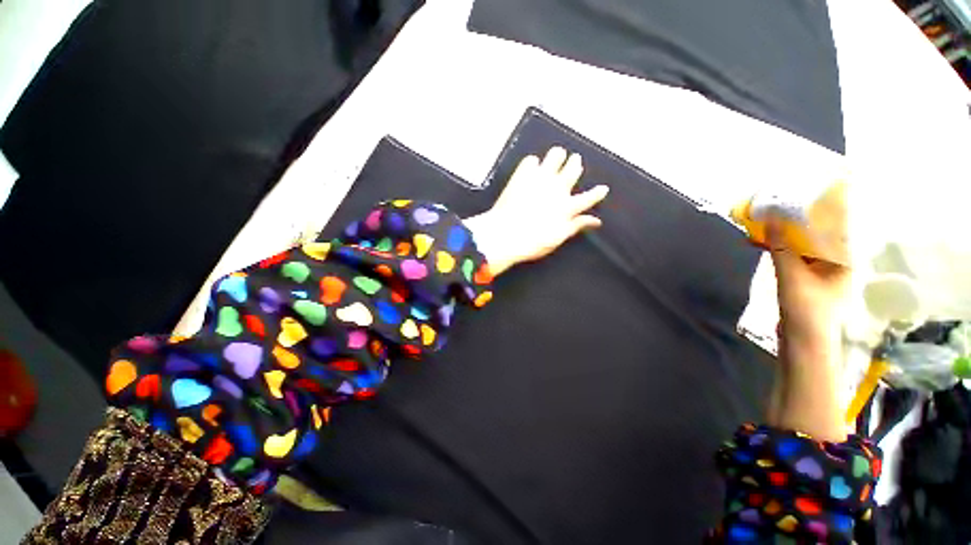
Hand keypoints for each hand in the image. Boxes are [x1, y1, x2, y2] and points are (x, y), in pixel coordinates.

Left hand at [463, 147, 608, 275]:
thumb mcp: (557, 239)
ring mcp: (539, 179)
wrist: (504, 235)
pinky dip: (533, 162)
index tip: (603, 188)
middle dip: (575, 164)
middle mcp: (557, 189)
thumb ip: (576, 226)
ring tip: (557, 155)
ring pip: (555, 156)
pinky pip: (531, 160)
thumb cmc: (531, 243)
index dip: (597, 193)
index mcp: (567, 207)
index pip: (589, 197)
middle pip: (573, 169)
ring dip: (558, 156)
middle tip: (575, 161)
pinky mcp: (522, 175)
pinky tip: (532, 165)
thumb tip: (595, 221)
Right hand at [767, 219, 850, 441]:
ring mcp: (817, 270)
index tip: (813, 187)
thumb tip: (773, 218)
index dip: (828, 204)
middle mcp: (833, 261)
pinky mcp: (801, 277)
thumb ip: (781, 248)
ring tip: (766, 216)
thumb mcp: (792, 277)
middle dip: (799, 216)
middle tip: (781, 200)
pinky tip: (760, 239)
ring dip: (783, 230)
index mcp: (842, 259)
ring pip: (801, 243)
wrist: (801, 342)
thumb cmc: (806, 311)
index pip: (837, 224)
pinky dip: (776, 245)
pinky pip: (789, 254)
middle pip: (818, 231)